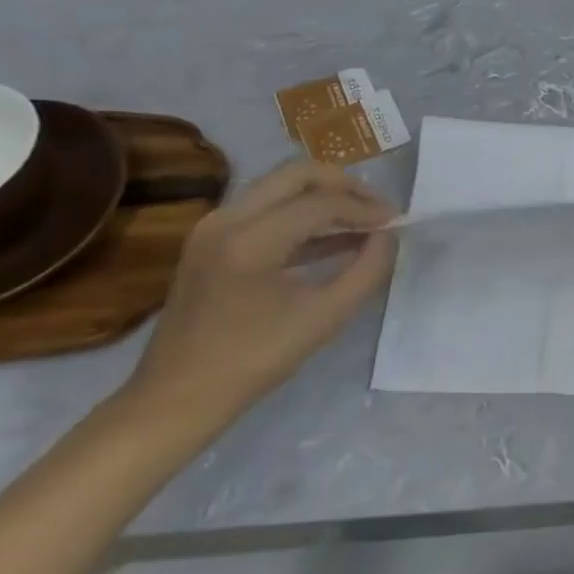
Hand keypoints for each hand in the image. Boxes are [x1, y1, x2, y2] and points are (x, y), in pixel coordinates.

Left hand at [122, 161, 397, 433]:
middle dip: (346, 186)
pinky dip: (302, 215)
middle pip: (297, 175)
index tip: (397, 222)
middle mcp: (226, 219)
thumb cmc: (253, 361)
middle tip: (378, 208)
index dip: (365, 208)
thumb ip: (367, 271)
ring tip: (363, 220)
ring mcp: (213, 227)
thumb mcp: (324, 318)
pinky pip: (266, 209)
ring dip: (324, 197)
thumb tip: (388, 236)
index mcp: (250, 240)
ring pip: (281, 187)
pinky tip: (335, 237)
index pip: (321, 204)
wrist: (176, 398)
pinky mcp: (211, 240)